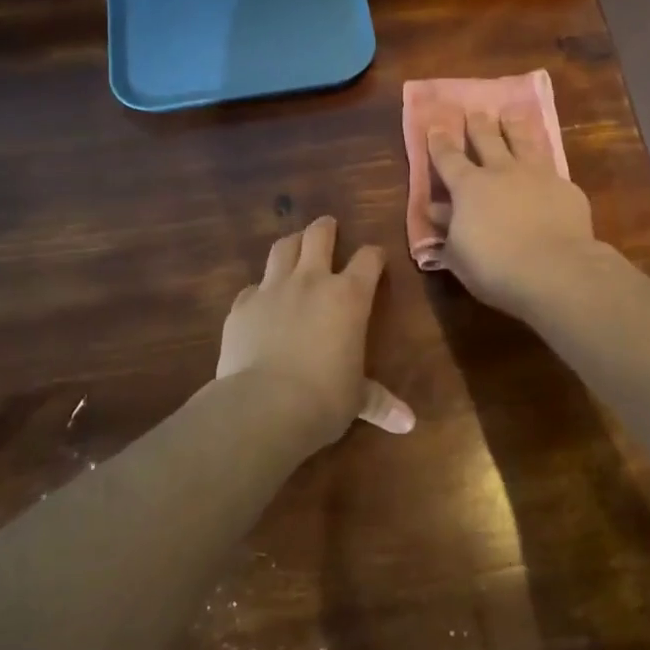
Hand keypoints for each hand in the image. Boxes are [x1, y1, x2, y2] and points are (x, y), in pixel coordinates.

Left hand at [217, 216, 414, 447]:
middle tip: (328, 226)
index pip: (368, 260)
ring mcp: (271, 289)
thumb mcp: (357, 400)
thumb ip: (379, 402)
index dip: (374, 255)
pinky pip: (252, 287)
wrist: (264, 406)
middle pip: (318, 237)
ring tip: (294, 245)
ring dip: (291, 243)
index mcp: (349, 297)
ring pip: (282, 249)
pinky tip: (260, 300)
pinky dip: (260, 289)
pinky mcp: (241, 306)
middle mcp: (311, 282)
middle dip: (325, 228)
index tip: (376, 258)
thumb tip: (409, 423)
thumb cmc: (324, 399)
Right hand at [428, 109, 600, 317]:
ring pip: (524, 141)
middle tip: (475, 111)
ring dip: (514, 126)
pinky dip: (544, 162)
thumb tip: (437, 209)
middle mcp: (502, 171)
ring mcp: (538, 176)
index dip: (440, 142)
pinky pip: (551, 168)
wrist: (556, 270)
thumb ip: (448, 227)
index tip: (436, 126)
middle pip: (488, 139)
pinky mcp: (566, 188)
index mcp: (468, 187)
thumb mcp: (459, 253)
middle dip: (478, 124)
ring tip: (511, 113)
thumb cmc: (495, 267)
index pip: (448, 158)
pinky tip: (546, 165)